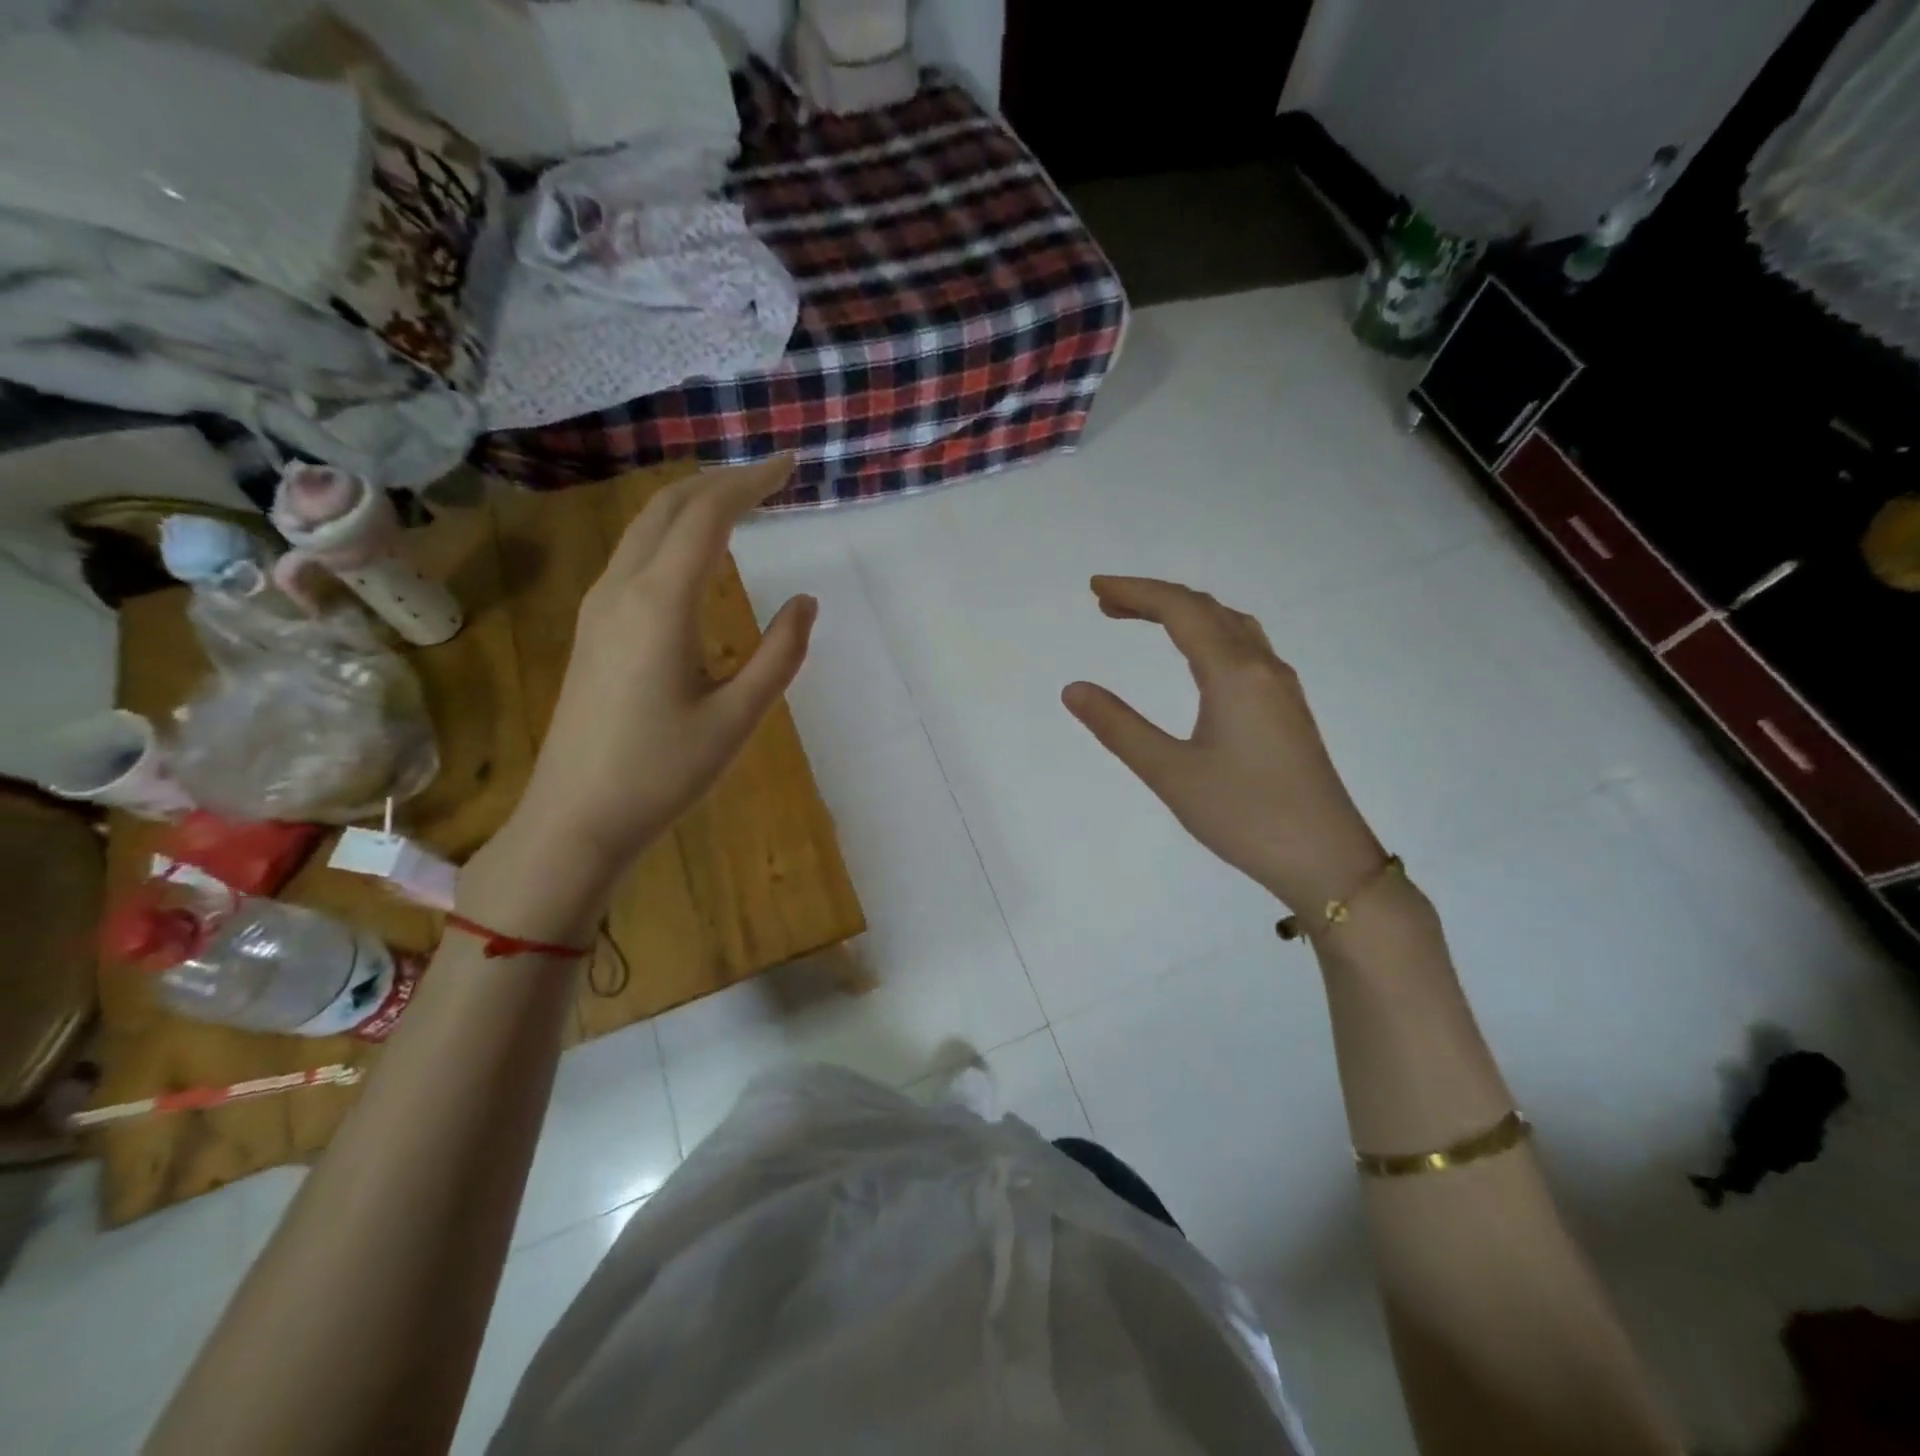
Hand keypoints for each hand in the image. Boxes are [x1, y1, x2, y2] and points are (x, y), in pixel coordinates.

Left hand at [504, 459, 816, 880]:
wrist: (575, 818)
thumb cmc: (662, 772)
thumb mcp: (737, 719)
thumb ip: (779, 655)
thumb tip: (806, 603)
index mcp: (660, 604)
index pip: (707, 517)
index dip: (749, 483)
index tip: (789, 466)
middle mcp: (622, 589)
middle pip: (667, 507)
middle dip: (719, 481)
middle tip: (768, 477)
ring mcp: (598, 606)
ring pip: (644, 528)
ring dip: (691, 504)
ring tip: (738, 503)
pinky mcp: (592, 628)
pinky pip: (632, 555)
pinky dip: (670, 533)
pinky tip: (694, 555)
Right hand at [1062, 576, 1382, 912]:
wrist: (1327, 860)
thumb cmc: (1245, 816)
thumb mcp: (1170, 773)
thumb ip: (1119, 727)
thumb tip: (1074, 688)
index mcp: (1234, 674)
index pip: (1180, 610)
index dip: (1135, 592)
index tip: (1094, 588)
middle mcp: (1262, 667)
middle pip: (1206, 609)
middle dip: (1154, 598)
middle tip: (1107, 604)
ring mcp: (1281, 687)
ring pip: (1231, 625)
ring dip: (1185, 613)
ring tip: (1144, 621)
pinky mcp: (1287, 709)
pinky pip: (1245, 648)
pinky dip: (1208, 634)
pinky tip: (1196, 658)